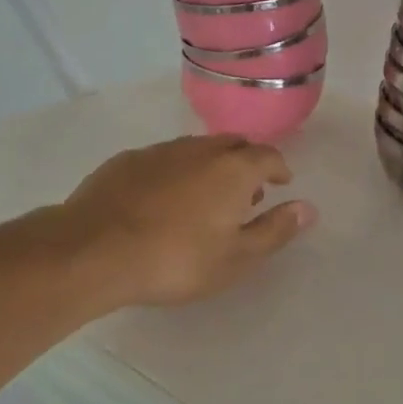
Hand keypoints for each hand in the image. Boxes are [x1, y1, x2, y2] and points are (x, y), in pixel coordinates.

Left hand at [46, 135, 315, 309]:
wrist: (94, 250)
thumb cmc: (176, 259)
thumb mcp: (236, 257)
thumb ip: (274, 230)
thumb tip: (308, 208)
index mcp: (233, 168)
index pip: (267, 155)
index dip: (278, 168)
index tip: (281, 182)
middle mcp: (200, 149)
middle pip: (233, 145)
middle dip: (246, 163)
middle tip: (246, 192)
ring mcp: (161, 151)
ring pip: (196, 149)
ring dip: (210, 166)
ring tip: (206, 197)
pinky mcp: (127, 160)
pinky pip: (164, 159)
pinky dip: (175, 172)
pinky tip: (163, 199)